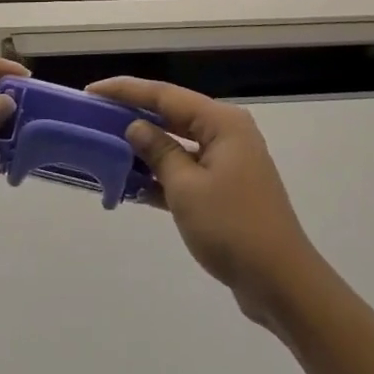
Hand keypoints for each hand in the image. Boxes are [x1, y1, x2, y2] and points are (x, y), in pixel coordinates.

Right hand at [90, 76, 321, 325]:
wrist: (281, 283)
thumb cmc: (232, 227)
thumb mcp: (186, 188)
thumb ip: (158, 152)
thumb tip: (135, 127)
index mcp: (221, 123)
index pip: (165, 95)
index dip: (126, 91)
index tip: (92, 91)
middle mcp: (227, 134)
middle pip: (172, 115)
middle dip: (134, 116)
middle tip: (95, 117)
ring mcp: (228, 162)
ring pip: (178, 145)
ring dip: (146, 149)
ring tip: (105, 148)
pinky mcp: (226, 189)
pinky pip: (186, 171)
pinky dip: (161, 176)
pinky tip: (131, 186)